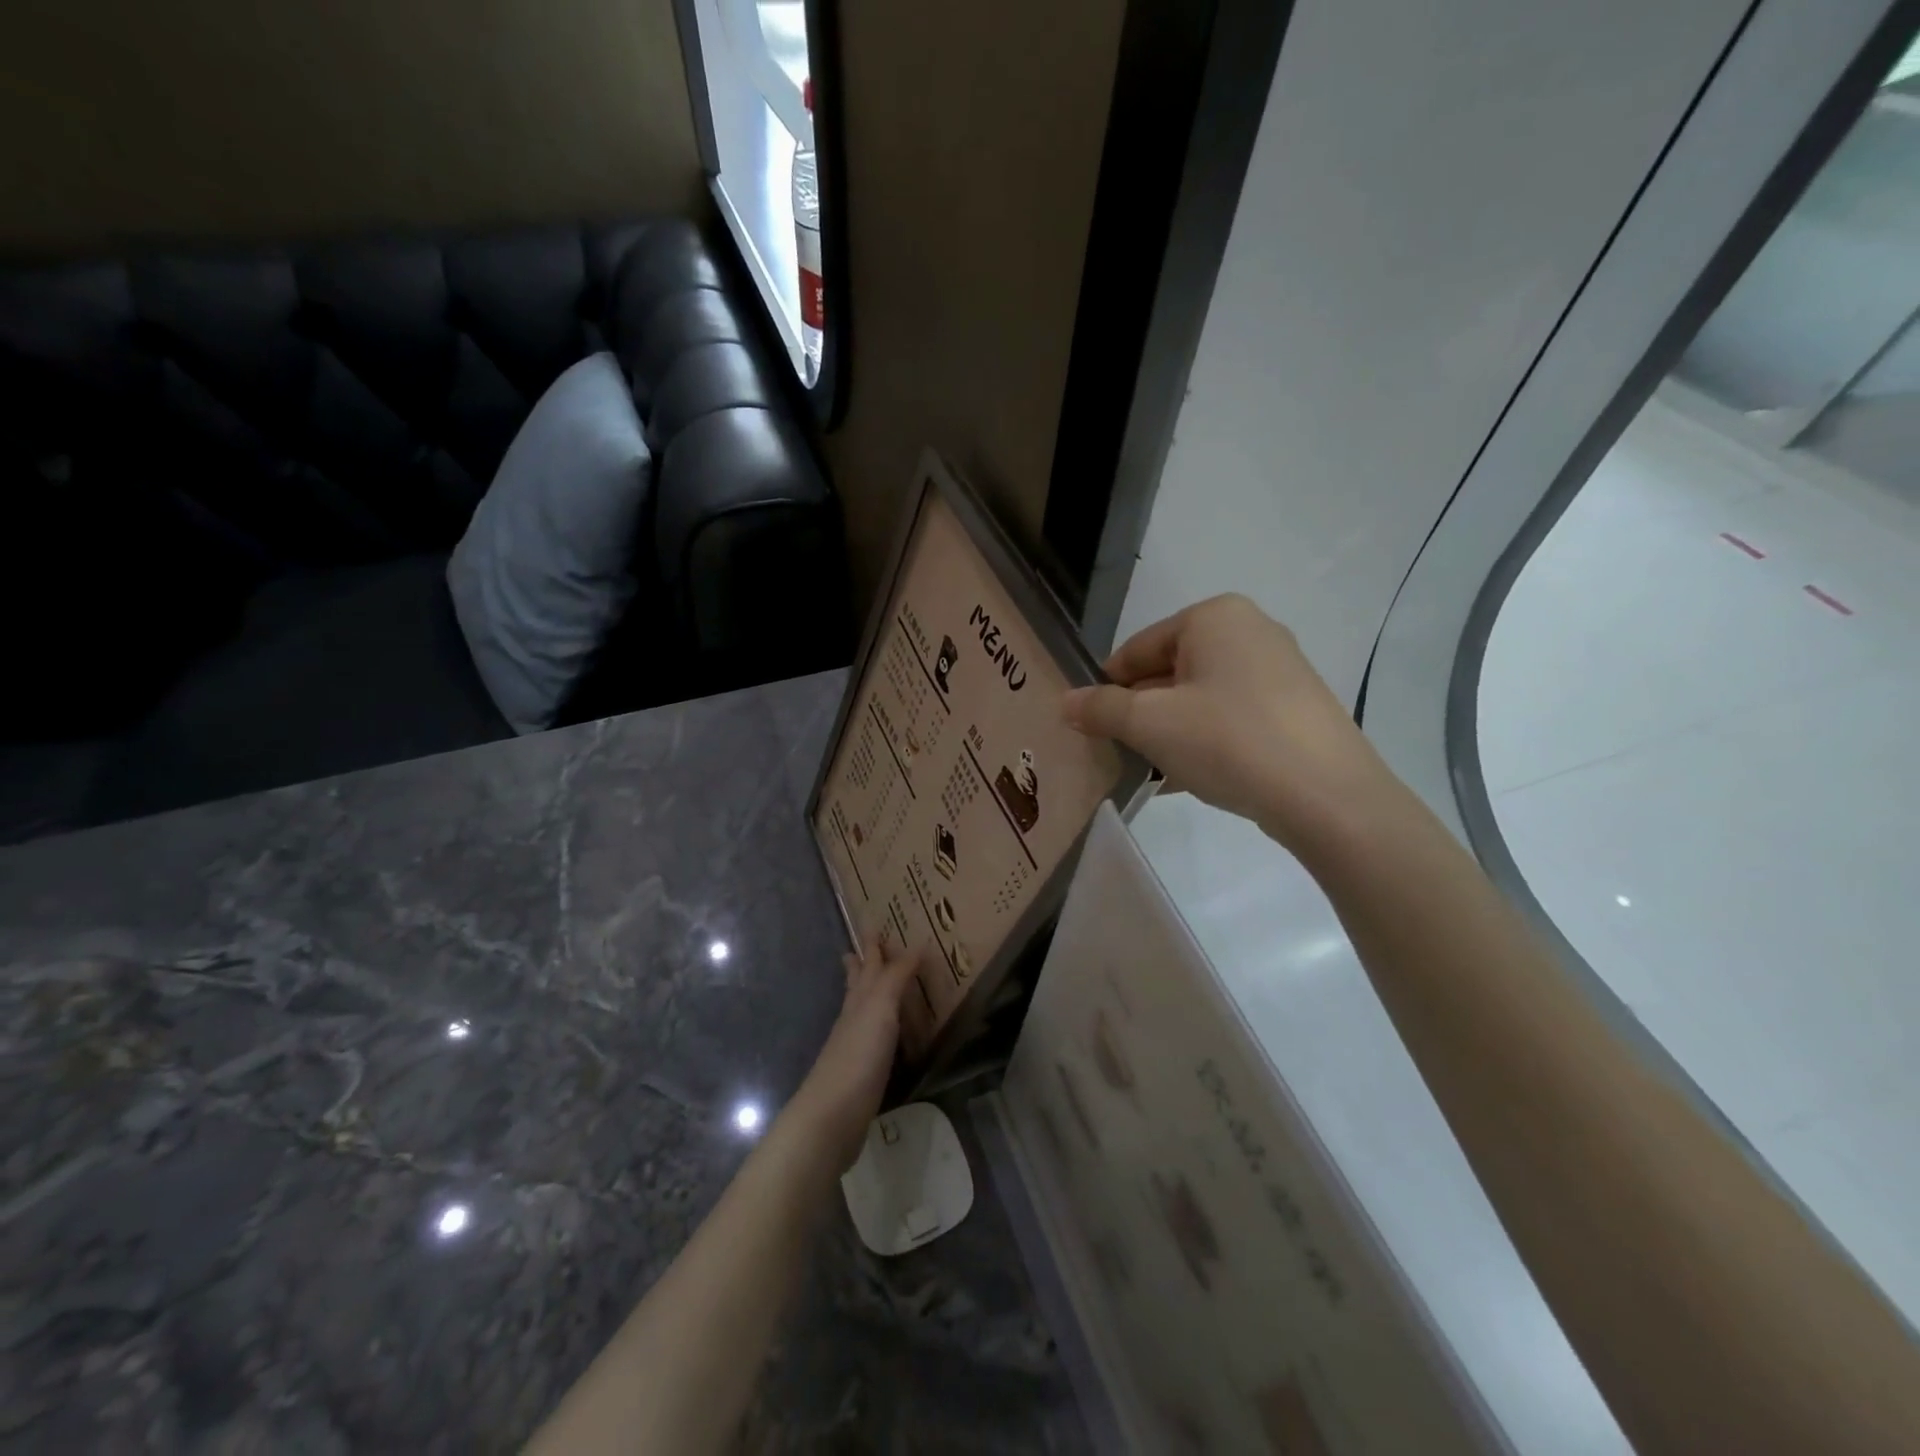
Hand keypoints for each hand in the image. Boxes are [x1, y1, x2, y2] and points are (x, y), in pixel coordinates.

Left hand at [787, 935, 923, 1172]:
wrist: (831, 1117)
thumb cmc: (858, 1057)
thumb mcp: (880, 1009)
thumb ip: (896, 978)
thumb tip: (916, 944)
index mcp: (859, 1000)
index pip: (867, 965)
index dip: (872, 946)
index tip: (874, 924)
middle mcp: (853, 1018)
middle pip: (858, 984)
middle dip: (862, 964)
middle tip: (865, 946)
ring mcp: (854, 1047)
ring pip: (863, 1011)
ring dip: (871, 994)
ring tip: (877, 983)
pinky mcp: (861, 1075)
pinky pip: (874, 1040)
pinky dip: (880, 1029)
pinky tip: (885, 1036)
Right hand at [1063, 594, 1394, 855]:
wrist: (1327, 797)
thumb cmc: (1228, 741)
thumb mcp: (1150, 724)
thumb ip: (1101, 709)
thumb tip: (1065, 702)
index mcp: (1214, 617)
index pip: (1137, 648)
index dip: (1107, 687)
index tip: (1089, 725)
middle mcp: (1250, 631)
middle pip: (1169, 671)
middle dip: (1139, 712)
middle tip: (1116, 751)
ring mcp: (1279, 671)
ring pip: (1199, 698)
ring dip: (1169, 732)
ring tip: (1149, 770)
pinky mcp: (1294, 710)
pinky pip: (1230, 719)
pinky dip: (1203, 742)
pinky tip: (1187, 779)